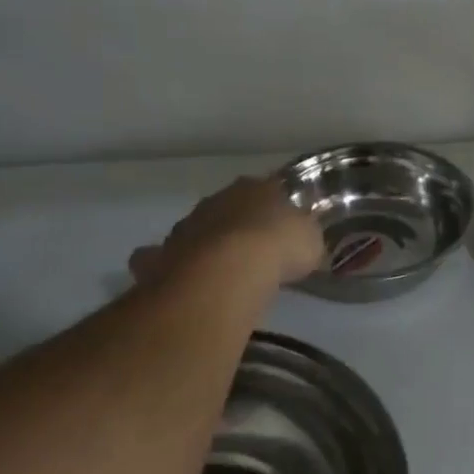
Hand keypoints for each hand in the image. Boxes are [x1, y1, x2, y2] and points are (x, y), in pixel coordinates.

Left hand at [128, 176, 324, 291]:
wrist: (228, 271)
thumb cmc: (278, 246)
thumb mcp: (310, 241)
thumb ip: (305, 239)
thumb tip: (305, 246)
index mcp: (254, 187)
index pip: (267, 189)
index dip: (275, 209)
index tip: (282, 228)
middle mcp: (217, 199)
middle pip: (229, 209)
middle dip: (238, 226)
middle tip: (252, 252)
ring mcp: (186, 226)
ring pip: (198, 232)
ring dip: (207, 247)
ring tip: (221, 274)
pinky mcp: (162, 256)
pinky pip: (167, 262)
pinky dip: (174, 270)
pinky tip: (187, 286)